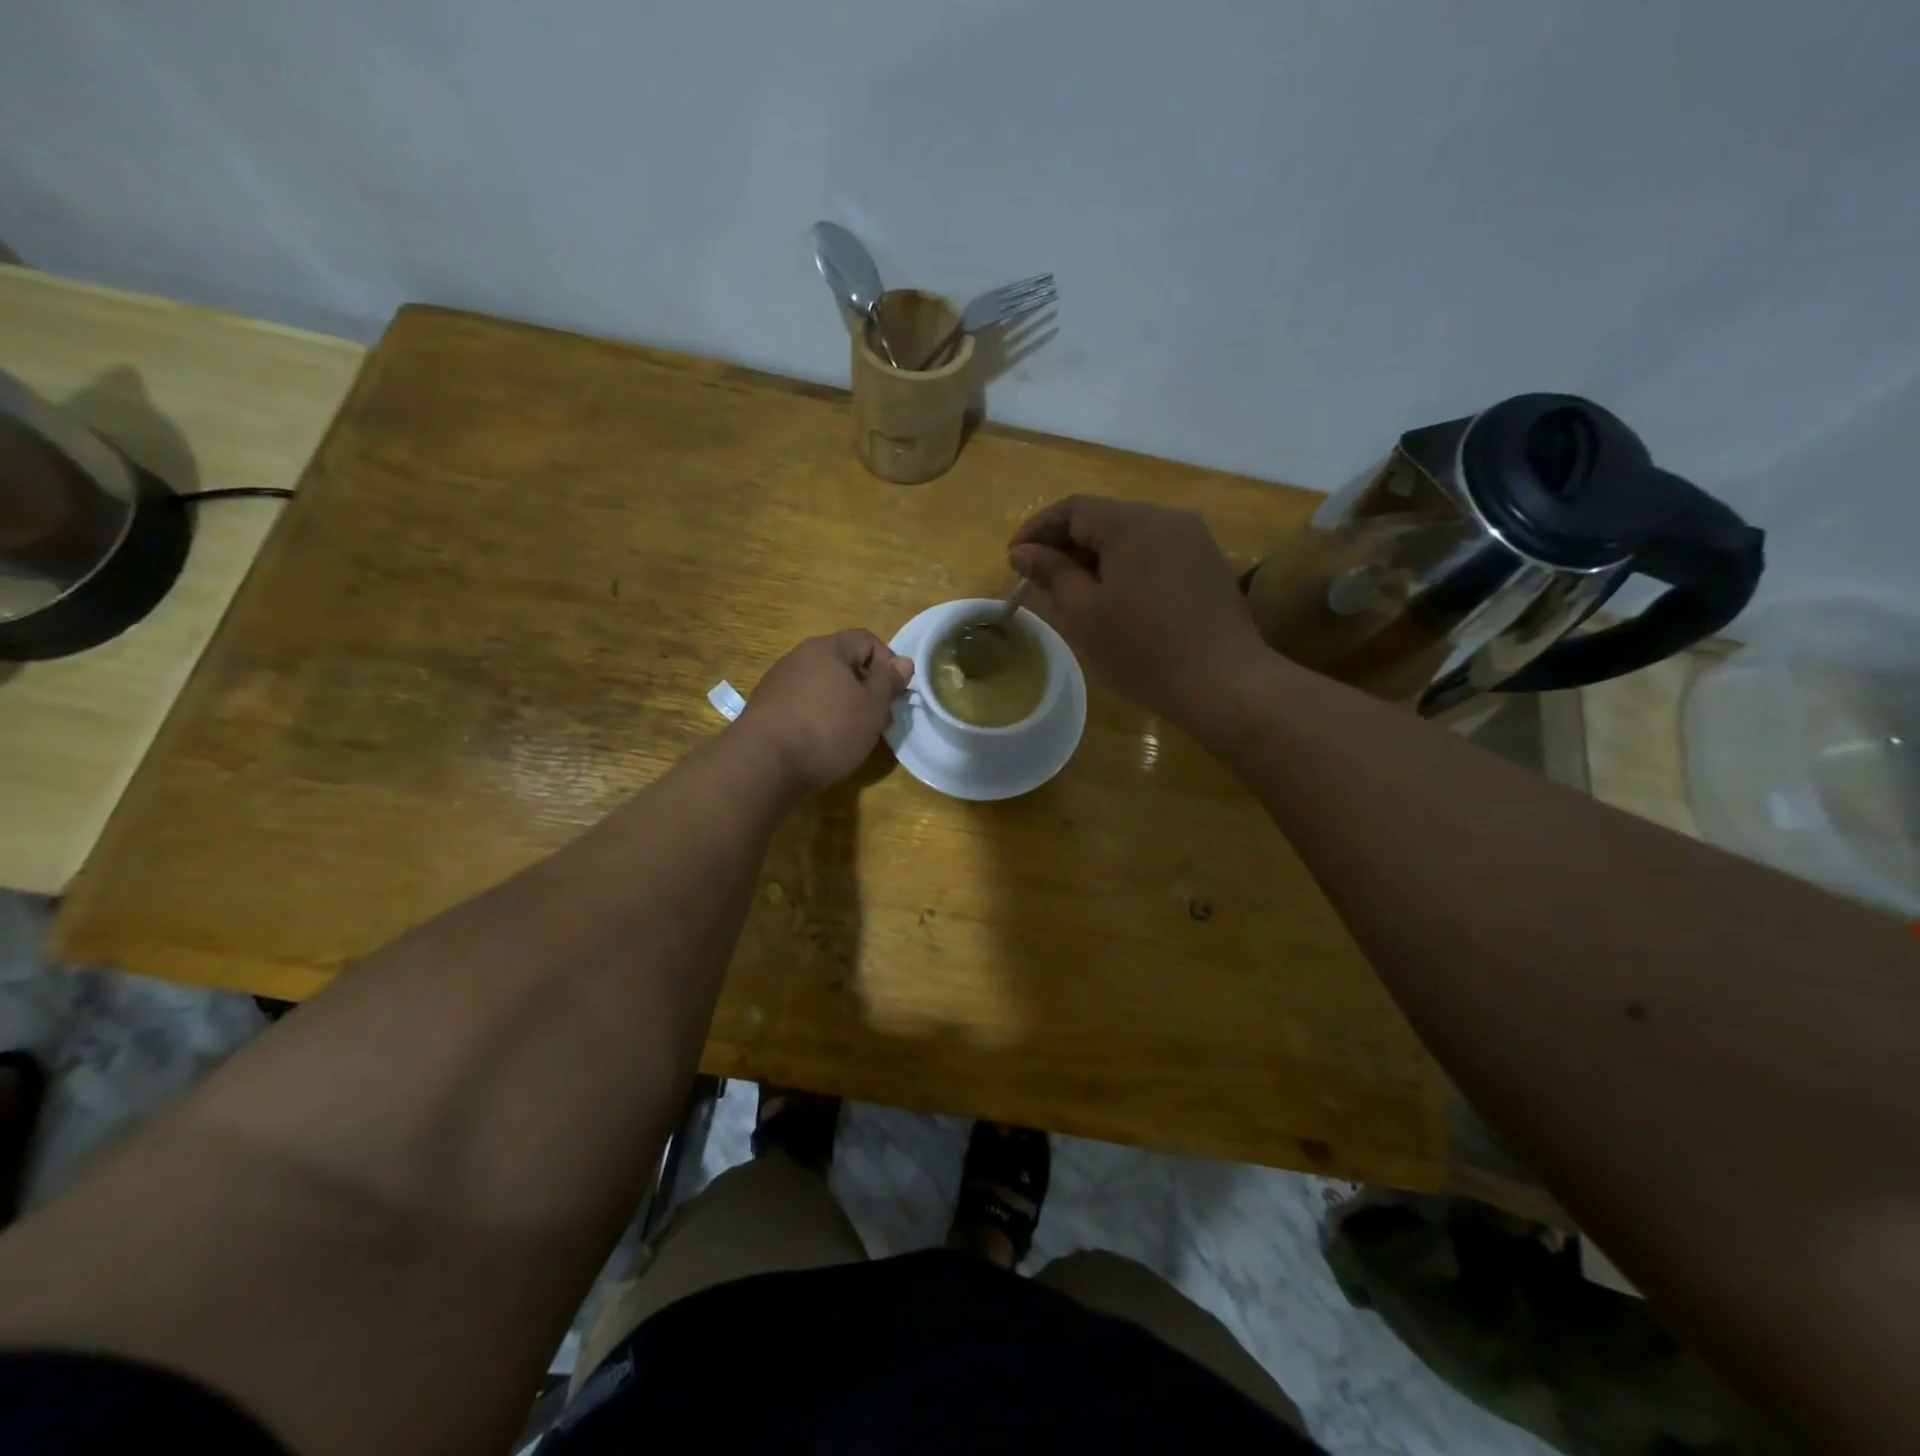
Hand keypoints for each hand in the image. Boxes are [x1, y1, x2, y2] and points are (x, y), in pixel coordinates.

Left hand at [738, 630, 913, 790]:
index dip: (888, 663)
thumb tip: (903, 662)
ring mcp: (778, 682)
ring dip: (844, 705)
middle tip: (878, 720)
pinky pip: (803, 704)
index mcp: (827, 648)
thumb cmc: (828, 729)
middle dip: (867, 688)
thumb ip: (889, 682)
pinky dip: (820, 717)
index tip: (896, 694)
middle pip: (843, 663)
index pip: (866, 639)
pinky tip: (823, 743)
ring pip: (823, 686)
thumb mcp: (872, 707)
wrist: (764, 763)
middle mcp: (799, 657)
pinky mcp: (766, 709)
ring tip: (853, 735)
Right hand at [1008, 495, 1264, 728]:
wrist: (1223, 683)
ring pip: (1130, 536)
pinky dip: (1126, 567)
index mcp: (1132, 522)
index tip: (1013, 560)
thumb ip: (1051, 573)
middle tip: (1039, 580)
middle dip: (1065, 544)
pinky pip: (1155, 553)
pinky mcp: (1207, 564)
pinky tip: (1115, 599)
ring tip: (1073, 593)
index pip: (1072, 508)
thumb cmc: (1143, 650)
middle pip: (1103, 518)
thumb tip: (1022, 551)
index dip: (1037, 530)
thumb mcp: (1084, 613)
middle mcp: (1166, 518)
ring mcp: (1193, 539)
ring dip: (1095, 557)